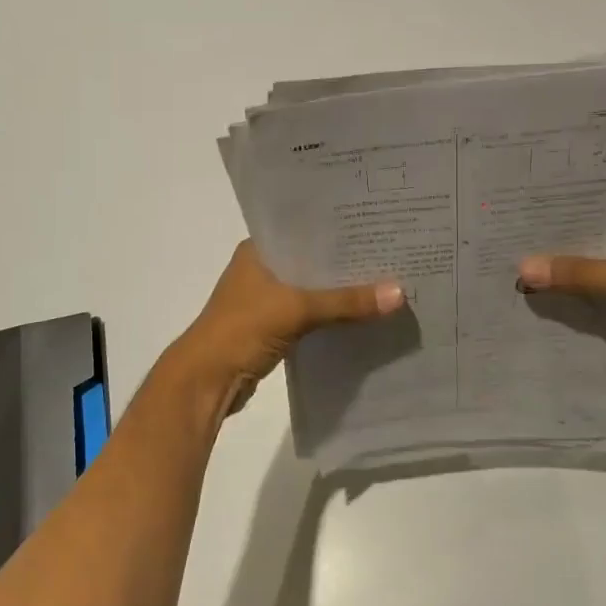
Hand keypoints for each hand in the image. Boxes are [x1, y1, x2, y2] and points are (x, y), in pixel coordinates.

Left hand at [168, 242, 403, 416]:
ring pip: (312, 288)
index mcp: (259, 250)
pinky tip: (362, 313)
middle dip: (346, 262)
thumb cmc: (242, 329)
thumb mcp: (297, 309)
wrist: (206, 381)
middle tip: (391, 253)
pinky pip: (310, 313)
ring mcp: (266, 298)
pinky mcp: (273, 326)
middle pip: (312, 260)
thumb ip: (346, 301)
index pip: (304, 228)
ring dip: (340, 290)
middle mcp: (262, 267)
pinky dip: (331, 313)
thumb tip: (399, 293)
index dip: (338, 228)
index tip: (376, 224)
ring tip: (386, 280)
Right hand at [517, 201, 605, 393]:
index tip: (531, 195)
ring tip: (515, 252)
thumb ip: (580, 273)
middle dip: (560, 233)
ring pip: (591, 260)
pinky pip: (591, 286)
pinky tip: (535, 284)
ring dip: (562, 263)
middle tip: (515, 224)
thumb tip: (523, 269)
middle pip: (596, 230)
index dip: (572, 198)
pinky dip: (569, 287)